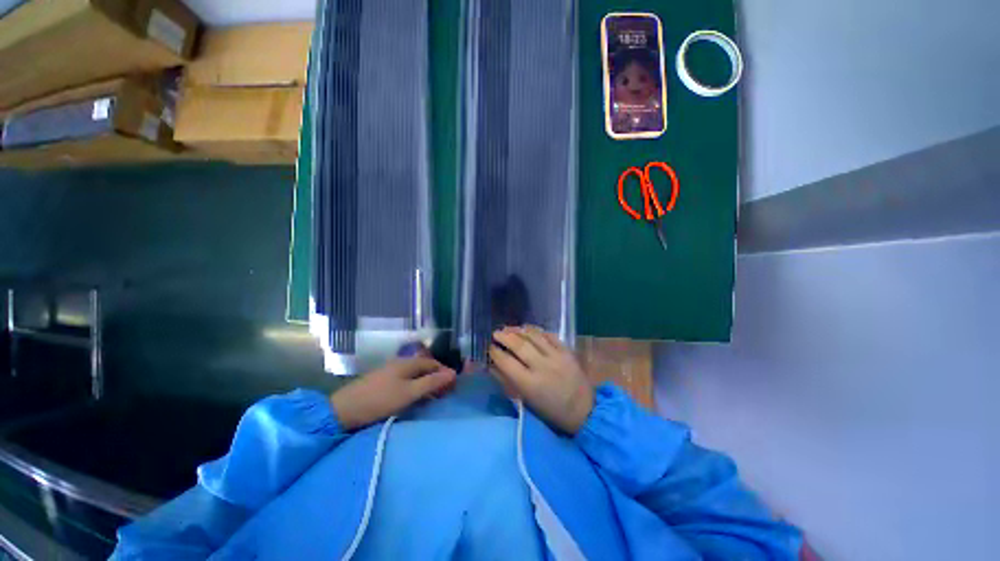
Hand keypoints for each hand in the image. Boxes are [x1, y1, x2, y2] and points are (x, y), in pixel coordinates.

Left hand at [330, 358, 455, 430]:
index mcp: (407, 363)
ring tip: (432, 399)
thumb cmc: (380, 400)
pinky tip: (414, 399)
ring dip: (426, 384)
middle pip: (424, 368)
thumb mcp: (409, 393)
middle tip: (444, 394)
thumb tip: (453, 373)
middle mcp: (400, 363)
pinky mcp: (382, 382)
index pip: (433, 363)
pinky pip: (405, 381)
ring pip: (415, 375)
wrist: (343, 410)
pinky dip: (415, 388)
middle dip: (436, 379)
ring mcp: (390, 372)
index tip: (453, 387)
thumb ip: (432, 383)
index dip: (445, 373)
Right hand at [489, 326, 593, 434]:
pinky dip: (537, 331)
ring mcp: (556, 357)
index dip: (495, 352)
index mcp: (529, 384)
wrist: (584, 410)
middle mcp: (542, 367)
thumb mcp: (526, 401)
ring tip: (510, 328)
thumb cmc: (551, 410)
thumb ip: (508, 382)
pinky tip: (529, 329)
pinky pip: (549, 335)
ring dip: (519, 330)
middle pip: (519, 345)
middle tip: (496, 333)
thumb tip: (493, 366)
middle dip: (505, 336)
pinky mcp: (567, 351)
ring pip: (534, 336)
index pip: (507, 362)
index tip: (490, 347)